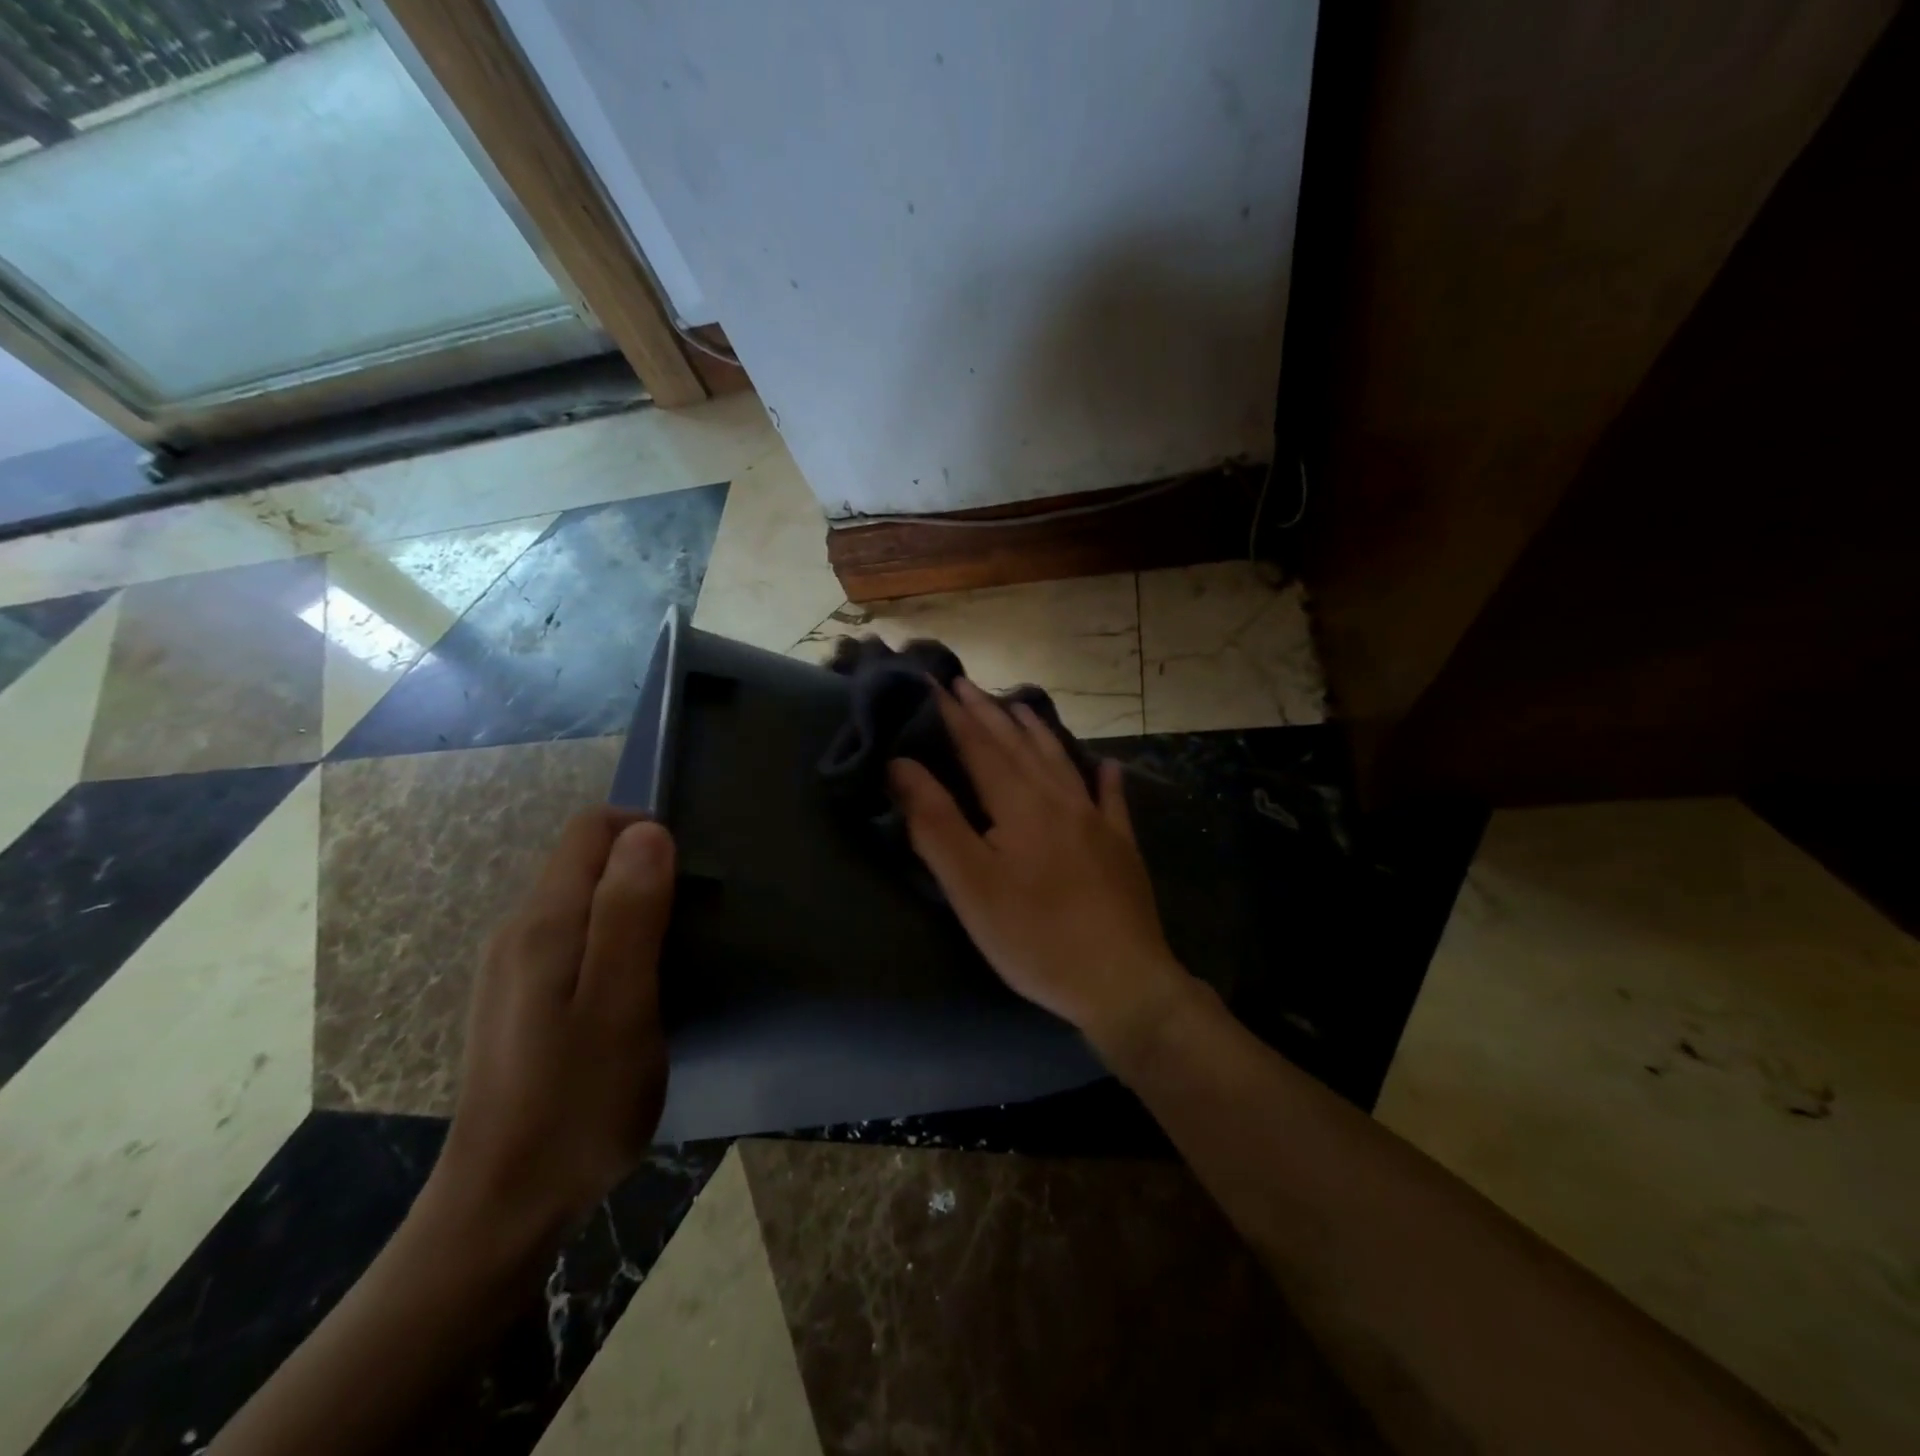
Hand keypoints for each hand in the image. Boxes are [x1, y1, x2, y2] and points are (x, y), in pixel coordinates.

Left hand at [424, 807, 675, 1260]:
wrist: (503, 1207)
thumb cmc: (576, 1104)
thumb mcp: (620, 1005)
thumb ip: (629, 913)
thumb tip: (648, 831)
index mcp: (542, 923)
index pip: (591, 828)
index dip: (645, 831)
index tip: (690, 876)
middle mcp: (518, 931)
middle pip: (585, 860)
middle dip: (643, 869)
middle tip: (691, 923)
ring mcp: (512, 968)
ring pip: (582, 899)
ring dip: (633, 906)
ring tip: (673, 956)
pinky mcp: (520, 999)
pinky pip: (574, 936)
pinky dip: (614, 939)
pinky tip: (635, 989)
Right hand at [887, 678, 1192, 1058]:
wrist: (1122, 981)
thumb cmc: (1035, 936)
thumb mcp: (971, 885)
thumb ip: (935, 822)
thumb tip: (900, 765)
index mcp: (1019, 803)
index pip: (978, 746)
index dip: (952, 714)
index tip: (930, 683)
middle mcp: (1059, 798)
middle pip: (1017, 746)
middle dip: (987, 712)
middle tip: (964, 684)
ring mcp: (1096, 821)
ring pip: (1060, 761)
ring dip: (1035, 731)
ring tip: (1019, 706)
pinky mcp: (1121, 847)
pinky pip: (1112, 799)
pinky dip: (1105, 777)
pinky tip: (1107, 765)